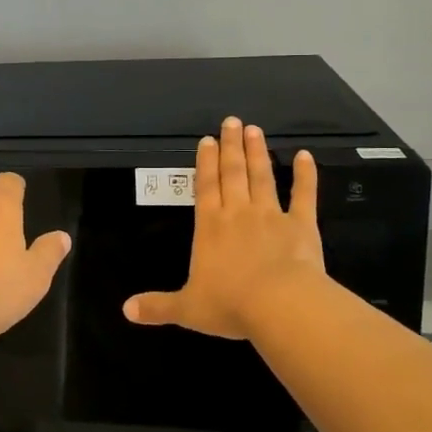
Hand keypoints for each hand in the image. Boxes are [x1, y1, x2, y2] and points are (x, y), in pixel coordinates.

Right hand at [125, 118, 324, 339]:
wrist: (280, 305)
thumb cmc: (230, 304)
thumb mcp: (187, 308)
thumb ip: (157, 306)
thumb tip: (125, 310)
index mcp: (209, 227)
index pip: (205, 187)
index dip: (205, 162)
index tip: (208, 139)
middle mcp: (238, 213)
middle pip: (233, 173)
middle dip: (231, 146)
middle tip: (232, 121)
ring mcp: (271, 215)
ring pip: (262, 177)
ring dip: (258, 152)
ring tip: (255, 129)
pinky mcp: (301, 225)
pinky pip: (304, 195)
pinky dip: (305, 174)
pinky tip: (305, 155)